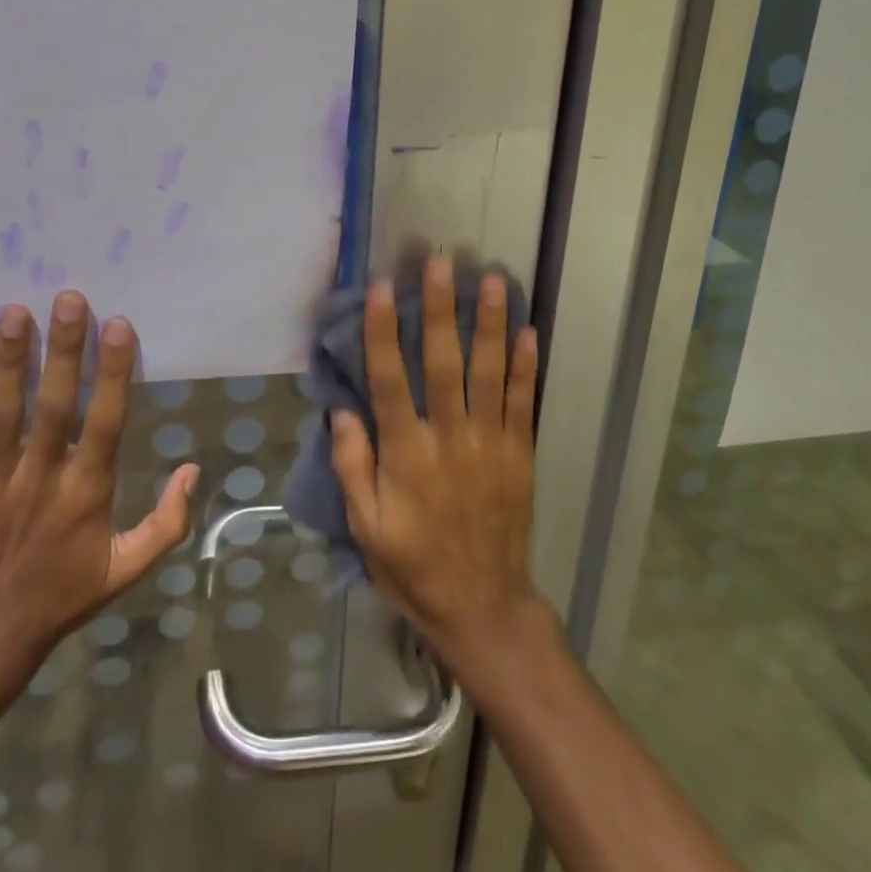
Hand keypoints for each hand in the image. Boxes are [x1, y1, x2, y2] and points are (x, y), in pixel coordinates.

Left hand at [0, 290, 198, 679]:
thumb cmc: (65, 592)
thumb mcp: (128, 567)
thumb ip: (167, 522)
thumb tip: (193, 468)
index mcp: (87, 490)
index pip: (104, 422)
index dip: (112, 373)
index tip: (118, 324)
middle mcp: (41, 476)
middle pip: (54, 406)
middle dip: (63, 351)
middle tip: (67, 298)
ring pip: (2, 413)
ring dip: (7, 363)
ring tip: (12, 312)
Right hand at [329, 256, 543, 672]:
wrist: (483, 608)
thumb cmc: (414, 567)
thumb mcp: (365, 529)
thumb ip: (352, 468)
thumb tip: (342, 411)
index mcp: (407, 456)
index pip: (390, 381)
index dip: (383, 332)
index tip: (382, 288)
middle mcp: (450, 439)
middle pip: (444, 364)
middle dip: (441, 310)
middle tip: (442, 263)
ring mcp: (490, 444)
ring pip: (489, 373)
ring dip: (491, 325)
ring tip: (494, 281)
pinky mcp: (520, 454)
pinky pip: (523, 402)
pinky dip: (526, 365)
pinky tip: (529, 330)